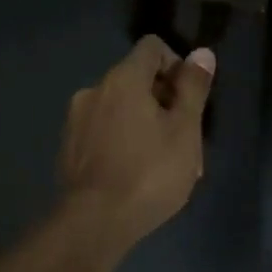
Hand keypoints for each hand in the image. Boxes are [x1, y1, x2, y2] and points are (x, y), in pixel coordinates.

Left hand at [58, 35, 215, 245]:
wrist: (93, 224)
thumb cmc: (148, 172)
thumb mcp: (185, 130)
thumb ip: (193, 88)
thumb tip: (202, 53)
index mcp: (122, 79)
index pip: (152, 47)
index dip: (177, 65)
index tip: (190, 98)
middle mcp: (94, 90)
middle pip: (137, 79)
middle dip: (165, 101)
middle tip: (186, 140)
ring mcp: (76, 120)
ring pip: (121, 109)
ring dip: (146, 124)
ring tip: (166, 164)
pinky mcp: (68, 148)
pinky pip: (104, 132)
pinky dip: (124, 141)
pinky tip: (138, 175)